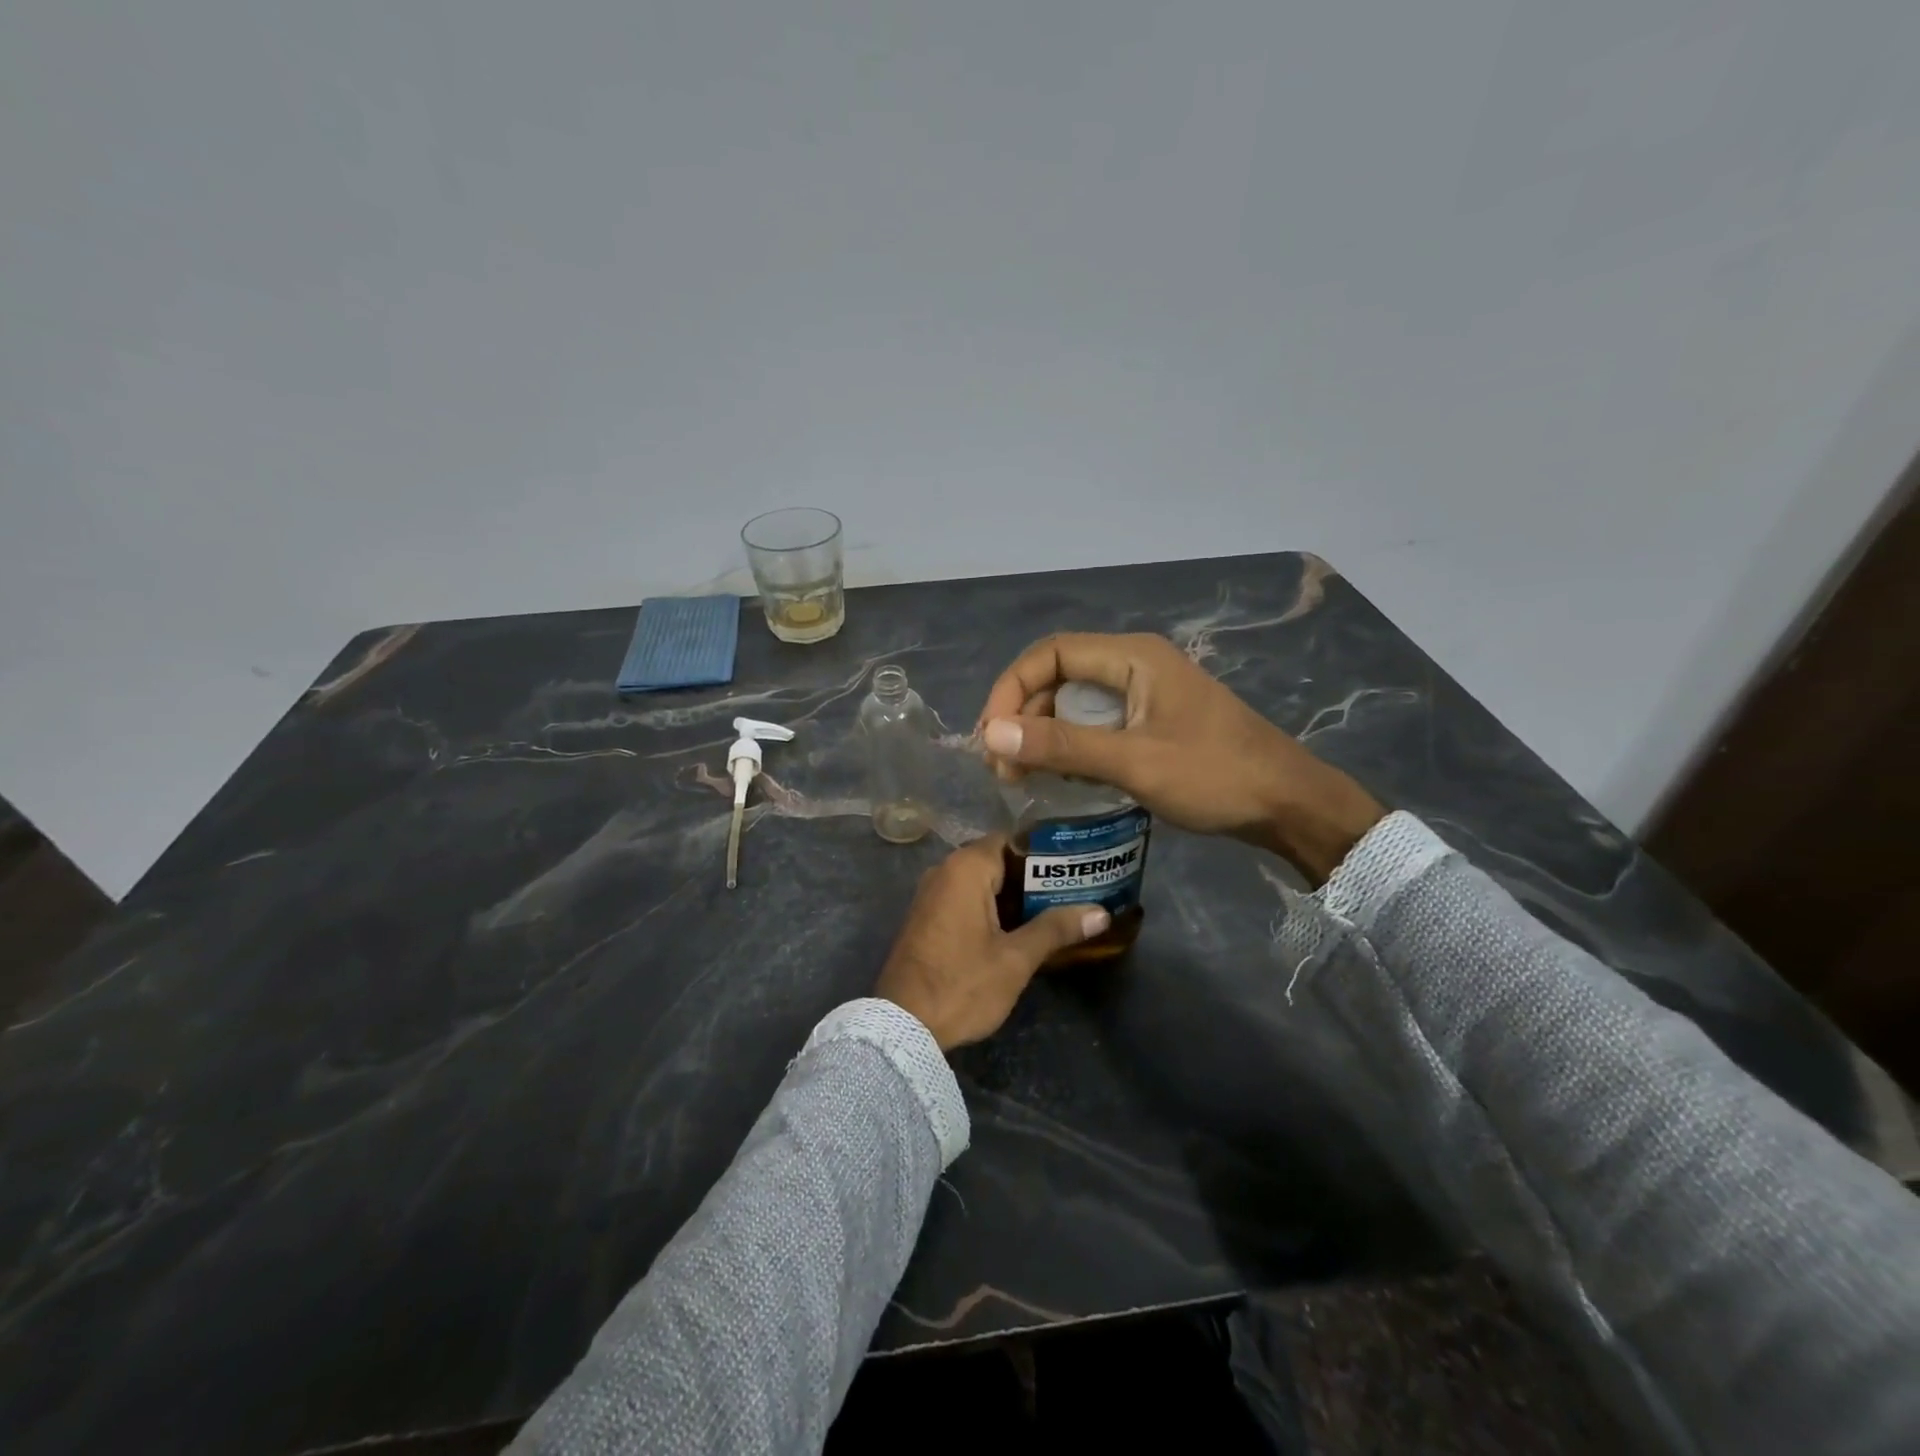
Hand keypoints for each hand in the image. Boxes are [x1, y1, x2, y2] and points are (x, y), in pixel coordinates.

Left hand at [874, 835, 1110, 1050]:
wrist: (902, 1027)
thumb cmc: (962, 984)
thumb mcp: (1015, 959)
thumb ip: (1056, 929)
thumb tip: (1101, 913)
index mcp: (965, 868)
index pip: (1012, 840)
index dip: (1046, 850)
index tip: (1077, 862)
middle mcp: (945, 871)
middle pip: (998, 861)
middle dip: (1035, 876)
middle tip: (1077, 888)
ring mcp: (932, 895)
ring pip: (983, 883)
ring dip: (1015, 895)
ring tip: (1059, 907)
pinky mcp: (927, 919)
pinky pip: (966, 900)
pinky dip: (993, 908)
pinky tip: (1022, 928)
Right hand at [976, 632, 1384, 883]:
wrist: (1289, 804)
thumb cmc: (1214, 776)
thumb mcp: (1133, 761)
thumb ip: (1062, 746)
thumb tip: (991, 732)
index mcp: (1132, 657)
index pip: (1050, 654)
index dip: (1011, 689)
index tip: (991, 735)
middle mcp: (1134, 665)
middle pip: (1059, 678)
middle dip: (1024, 718)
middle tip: (1004, 767)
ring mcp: (1146, 694)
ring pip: (1076, 705)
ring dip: (1045, 736)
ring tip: (1023, 777)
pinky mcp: (1153, 722)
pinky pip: (1097, 726)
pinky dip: (1073, 748)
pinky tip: (1062, 779)